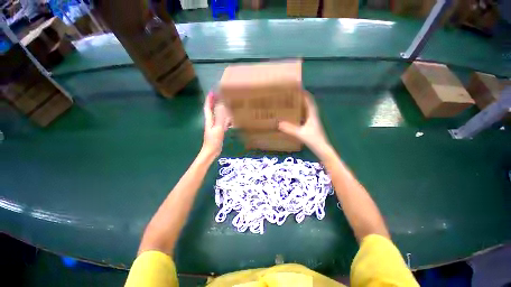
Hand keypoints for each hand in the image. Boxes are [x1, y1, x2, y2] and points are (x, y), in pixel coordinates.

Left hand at [201, 92, 228, 157]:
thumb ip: (220, 118)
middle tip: (221, 97)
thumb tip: (222, 106)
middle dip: (215, 103)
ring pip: (217, 116)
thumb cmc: (213, 140)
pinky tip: (230, 120)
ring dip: (220, 110)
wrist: (211, 151)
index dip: (209, 100)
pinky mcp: (218, 131)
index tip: (212, 92)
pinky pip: (221, 122)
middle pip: (212, 110)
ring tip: (227, 106)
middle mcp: (211, 122)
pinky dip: (225, 119)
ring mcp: (214, 127)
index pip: (207, 107)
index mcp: (209, 120)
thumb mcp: (218, 128)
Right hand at [278, 91, 329, 153]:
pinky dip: (301, 115)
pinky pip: (306, 117)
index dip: (305, 95)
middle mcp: (314, 117)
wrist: (322, 149)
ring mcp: (313, 122)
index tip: (299, 89)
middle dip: (302, 100)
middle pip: (309, 105)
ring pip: (307, 111)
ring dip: (301, 107)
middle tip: (293, 97)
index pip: (310, 102)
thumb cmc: (313, 140)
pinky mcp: (312, 127)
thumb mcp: (300, 134)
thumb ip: (290, 129)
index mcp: (313, 115)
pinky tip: (295, 117)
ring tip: (293, 105)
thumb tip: (278, 124)